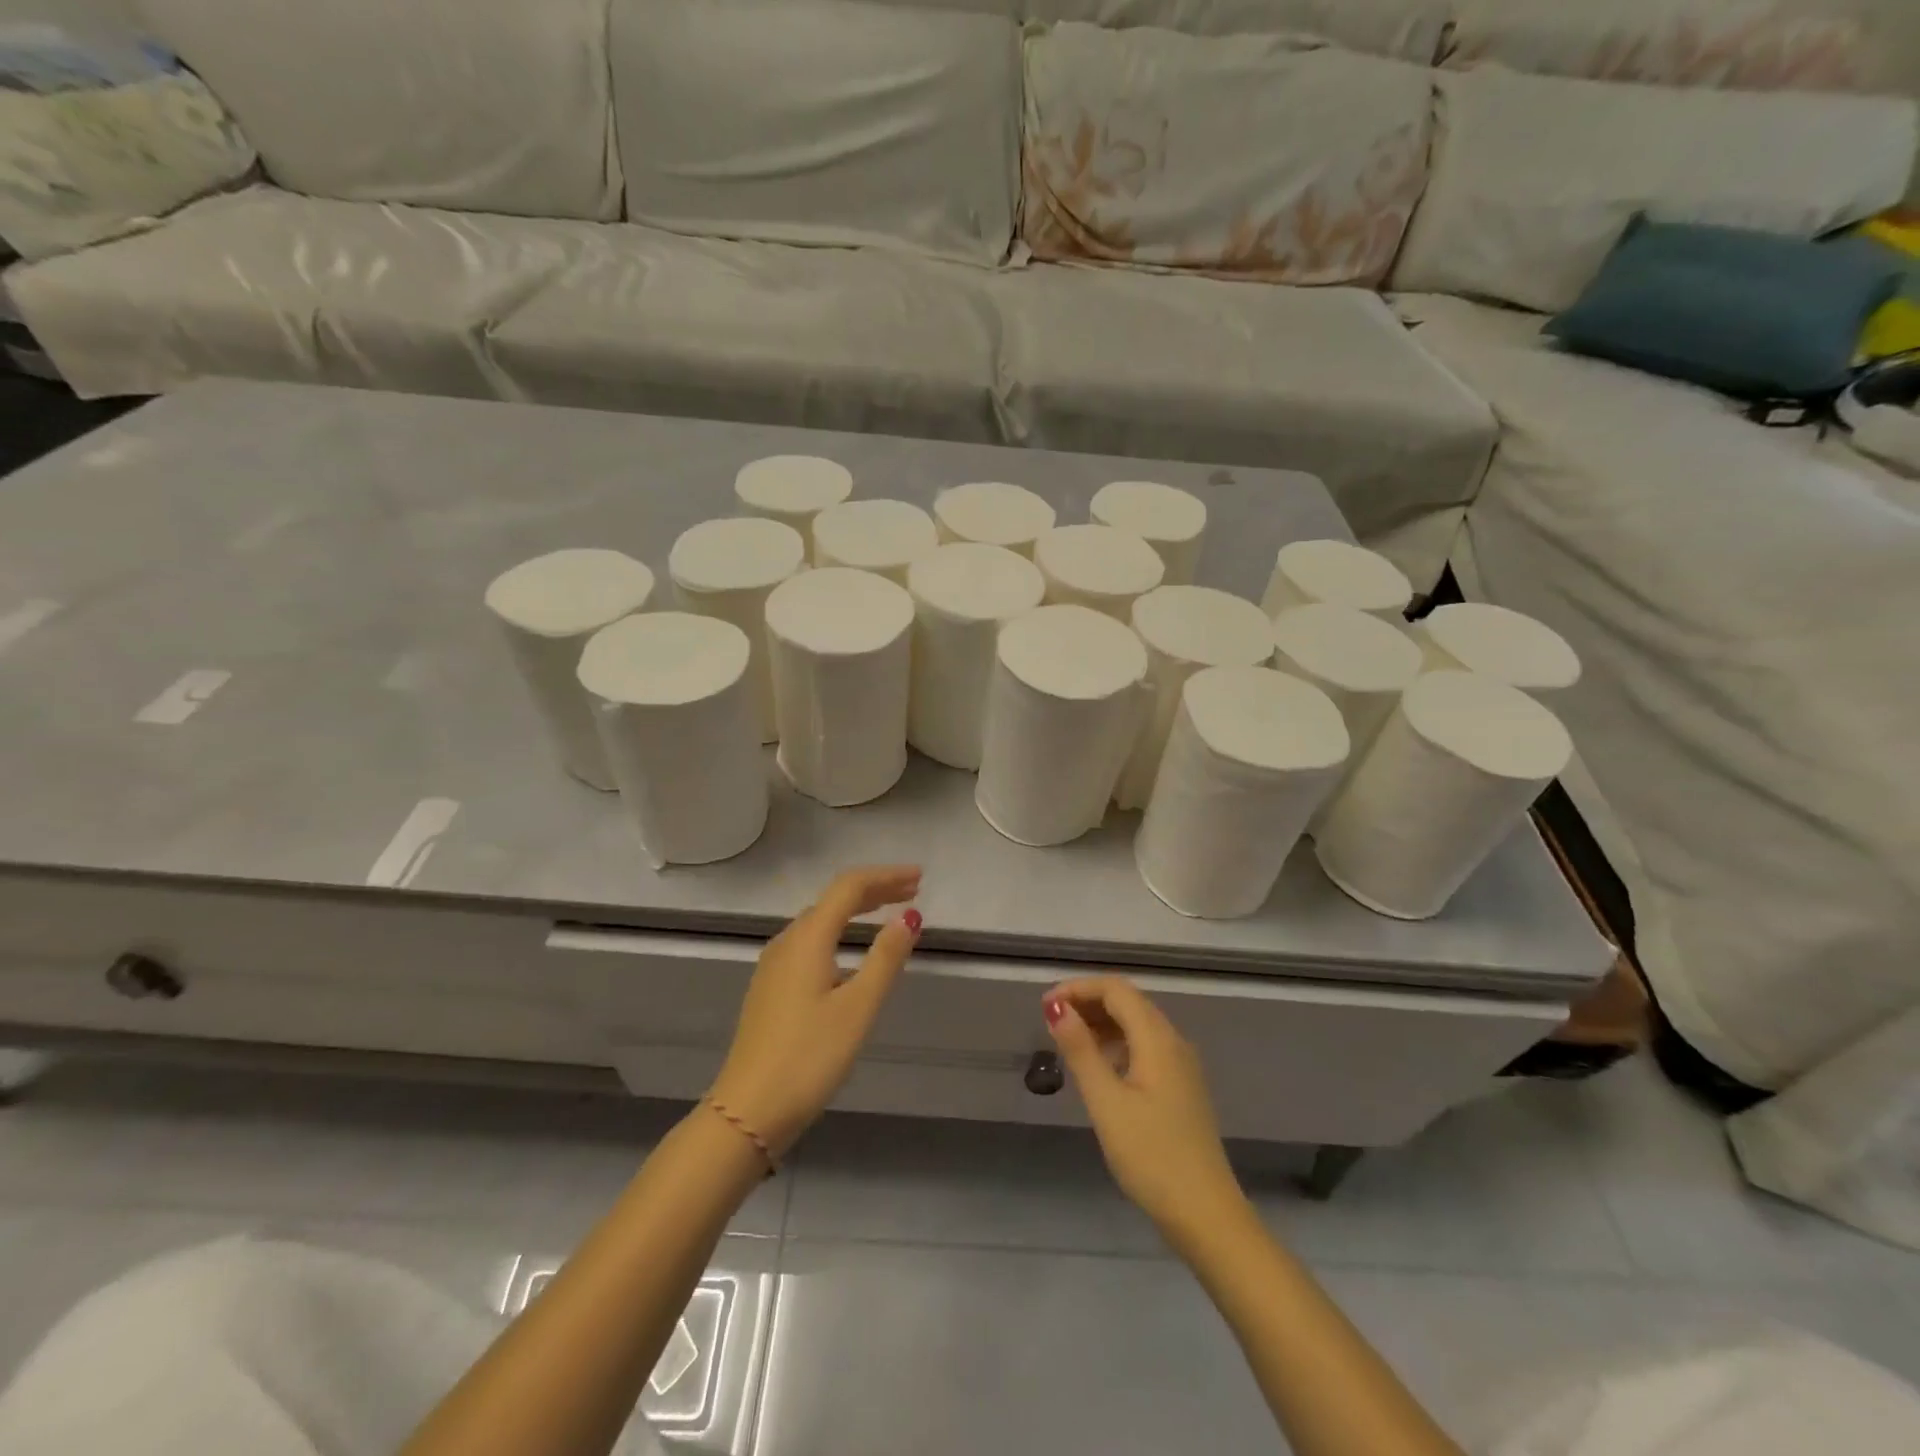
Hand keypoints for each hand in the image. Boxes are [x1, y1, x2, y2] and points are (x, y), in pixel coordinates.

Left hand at [709, 865, 921, 1158]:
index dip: (886, 876)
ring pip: (820, 920)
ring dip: (856, 910)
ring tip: (889, 914)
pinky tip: (851, 951)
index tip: (919, 877)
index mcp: (807, 938)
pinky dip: (839, 932)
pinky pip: (810, 942)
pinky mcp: (771, 987)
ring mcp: (774, 965)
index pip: (849, 887)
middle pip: (833, 899)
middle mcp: (787, 941)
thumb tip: (909, 915)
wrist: (747, 1110)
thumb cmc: (809, 1057)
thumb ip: (885, 957)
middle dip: (875, 890)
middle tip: (913, 891)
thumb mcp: (858, 1007)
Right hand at [1045, 977, 1246, 1238]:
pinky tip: (1099, 1066)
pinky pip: (1146, 1046)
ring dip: (1102, 1022)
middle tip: (1051, 1021)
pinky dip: (1118, 1043)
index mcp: (1157, 1038)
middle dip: (1089, 1002)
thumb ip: (1080, 1050)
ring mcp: (1181, 1065)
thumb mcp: (1106, 1102)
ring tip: (1068, 1041)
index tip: (1046, 1006)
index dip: (1079, 988)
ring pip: (1138, 1024)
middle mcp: (1173, 1041)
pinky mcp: (1181, 1087)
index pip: (1116, 989)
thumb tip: (1057, 1007)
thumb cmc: (1151, 1155)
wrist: (1205, 1214)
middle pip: (1128, 1001)